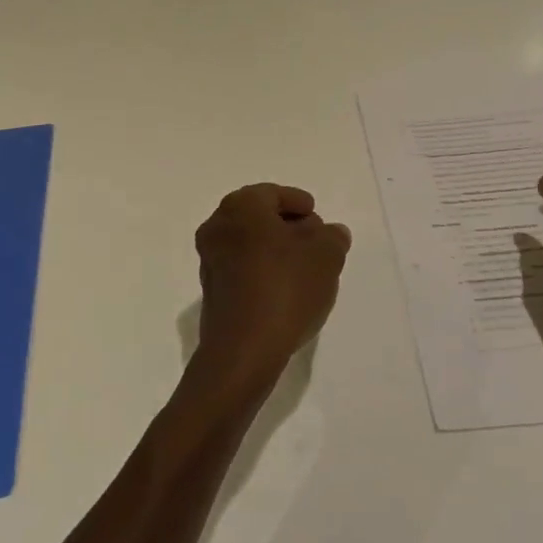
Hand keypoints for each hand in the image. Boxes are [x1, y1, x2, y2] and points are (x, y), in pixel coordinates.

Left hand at [191, 184, 350, 400]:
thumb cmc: (286, 287)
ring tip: (305, 268)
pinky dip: (262, 269)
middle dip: (288, 227)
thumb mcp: (326, 256)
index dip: (299, 203)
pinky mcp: (211, 290)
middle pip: (259, 217)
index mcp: (241, 206)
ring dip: (275, 249)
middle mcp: (218, 225)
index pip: (273, 194)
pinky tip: (285, 288)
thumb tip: (330, 232)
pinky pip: (242, 267)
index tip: (317, 216)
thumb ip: (332, 237)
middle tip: (315, 241)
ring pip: (249, 243)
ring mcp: (209, 259)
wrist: (244, 349)